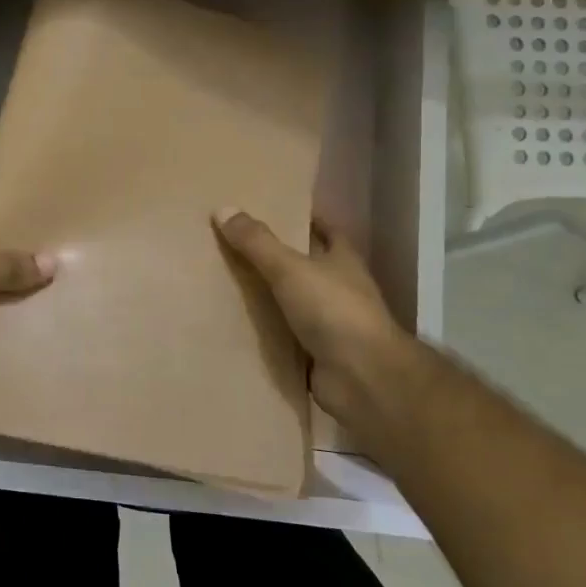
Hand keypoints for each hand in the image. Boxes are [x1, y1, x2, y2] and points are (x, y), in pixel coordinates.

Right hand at [211, 208, 417, 429]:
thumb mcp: (290, 268)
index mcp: (343, 261)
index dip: (304, 220)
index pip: (326, 231)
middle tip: (236, 245)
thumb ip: (257, 242)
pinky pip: (284, 335)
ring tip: (226, 282)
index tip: (273, 211)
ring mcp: (331, 324)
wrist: (362, 378)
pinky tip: (235, 324)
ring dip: (268, 295)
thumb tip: (223, 208)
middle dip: (277, 257)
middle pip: (306, 266)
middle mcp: (340, 289)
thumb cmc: (333, 310)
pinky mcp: (317, 354)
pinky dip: (265, 331)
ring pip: (293, 302)